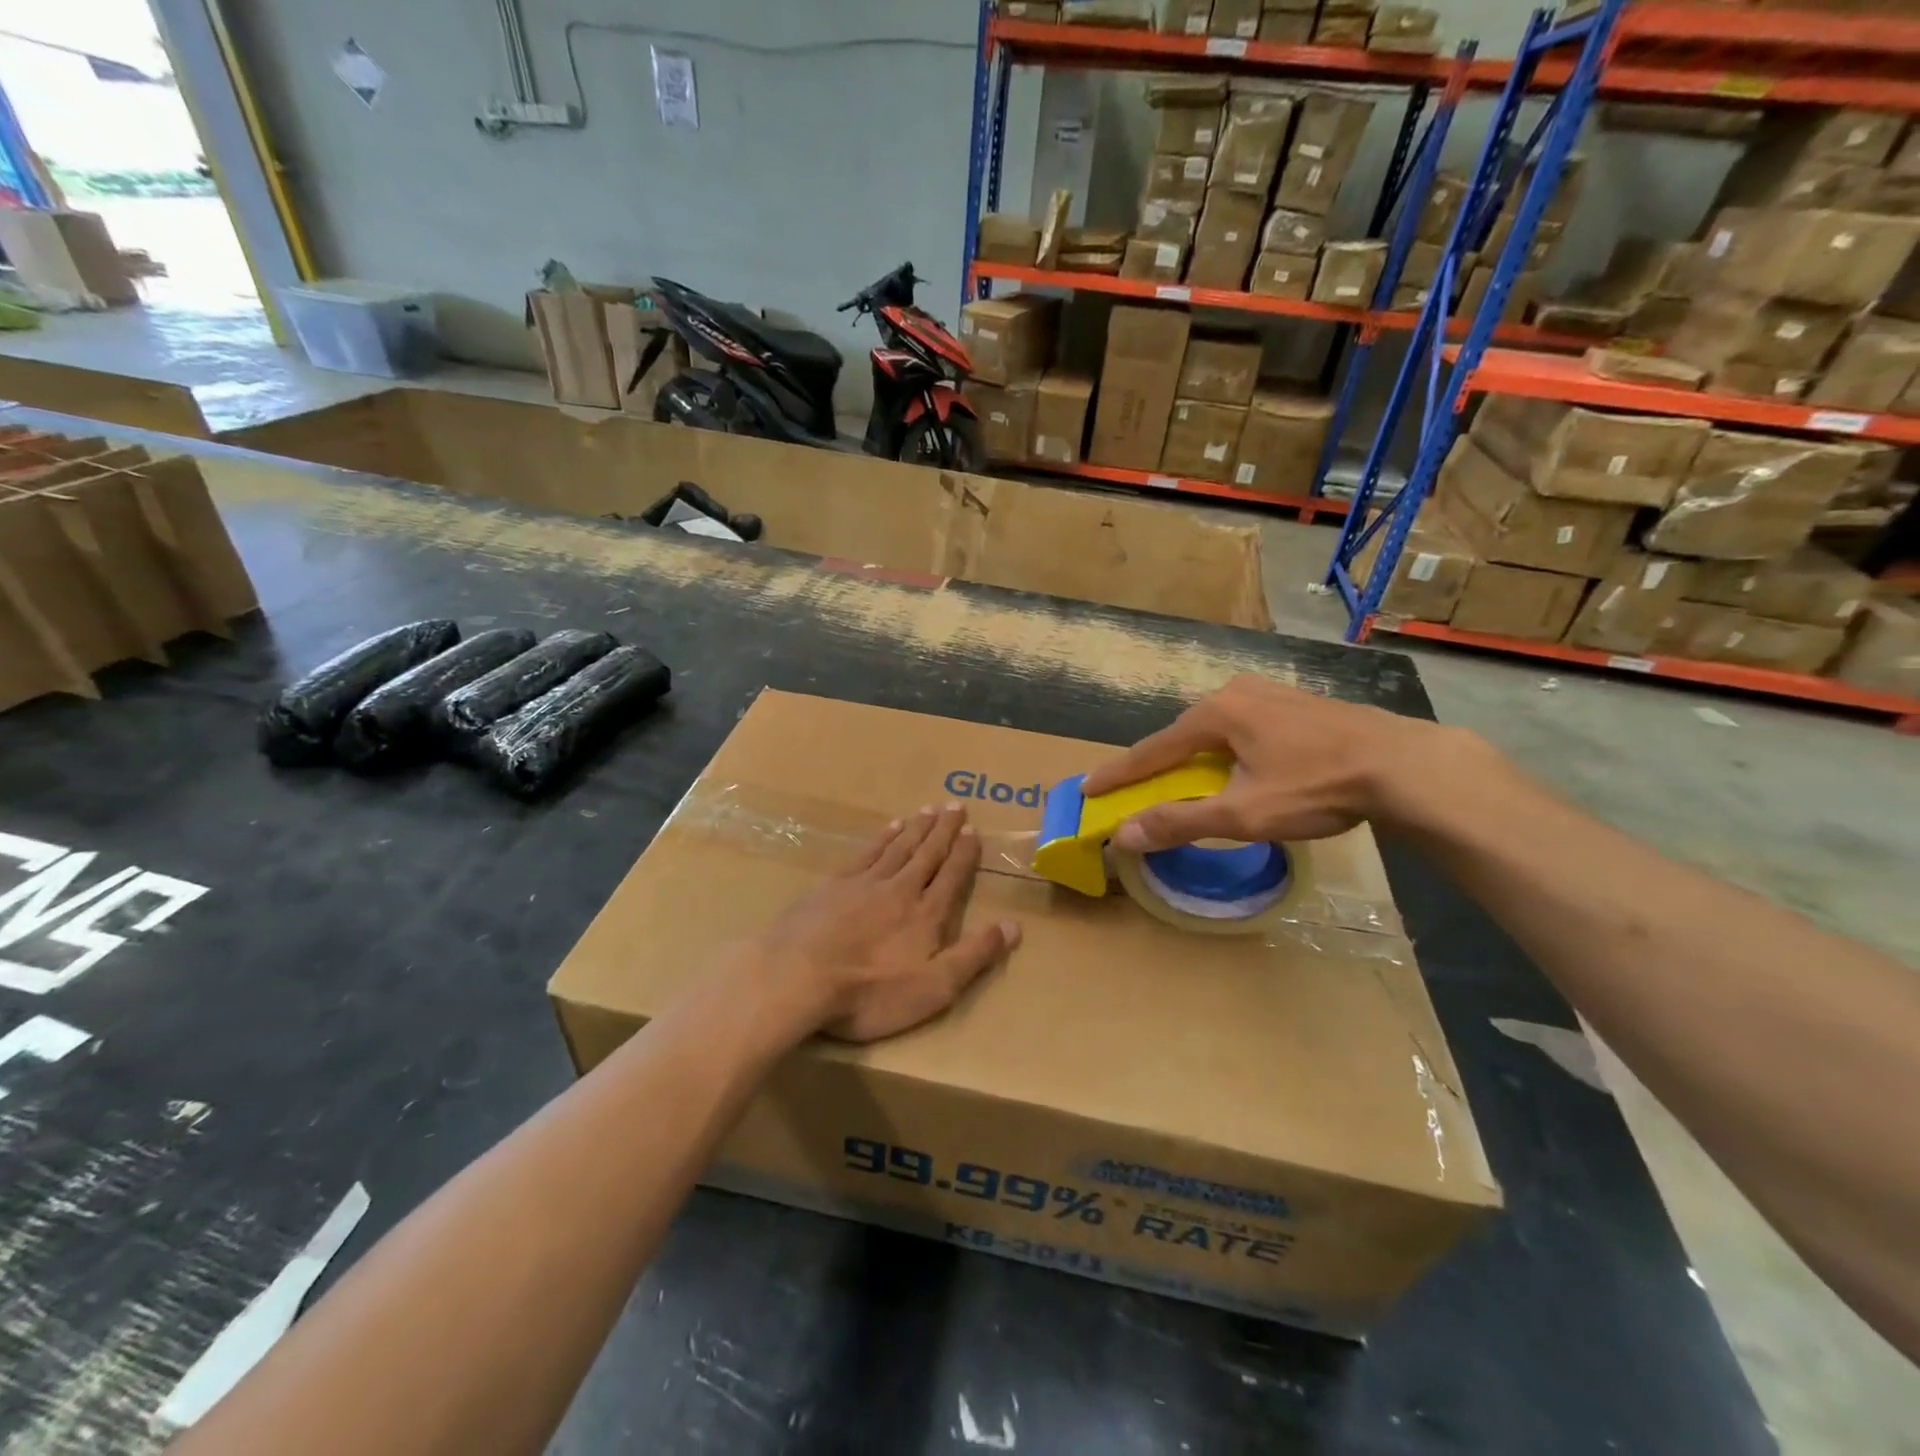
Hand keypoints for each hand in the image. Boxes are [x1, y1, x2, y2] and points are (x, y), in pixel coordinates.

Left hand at [742, 804, 1020, 1042]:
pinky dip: (881, 838)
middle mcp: (900, 889)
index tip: (973, 830)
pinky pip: (866, 853)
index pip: (952, 875)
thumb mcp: (934, 987)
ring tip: (927, 810)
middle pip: (927, 853)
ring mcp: (864, 883)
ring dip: (915, 828)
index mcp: (926, 914)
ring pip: (897, 847)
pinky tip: (888, 829)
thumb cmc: (871, 992)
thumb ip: (975, 955)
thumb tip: (1014, 926)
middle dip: (943, 830)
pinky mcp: (832, 885)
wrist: (798, 976)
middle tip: (955, 805)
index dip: (965, 853)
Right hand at [1081, 674, 1456, 850]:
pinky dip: (1227, 751)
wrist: (1406, 765)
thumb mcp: (1243, 812)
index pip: (1152, 750)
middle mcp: (1237, 693)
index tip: (1088, 788)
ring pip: (1216, 730)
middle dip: (1159, 765)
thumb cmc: (1317, 787)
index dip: (1119, 774)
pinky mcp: (1298, 703)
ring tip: (1185, 781)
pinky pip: (1245, 728)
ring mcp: (1271, 693)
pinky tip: (1238, 766)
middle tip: (1137, 789)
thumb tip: (1124, 835)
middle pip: (1183, 736)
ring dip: (1195, 758)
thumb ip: (1180, 822)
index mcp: (1216, 714)